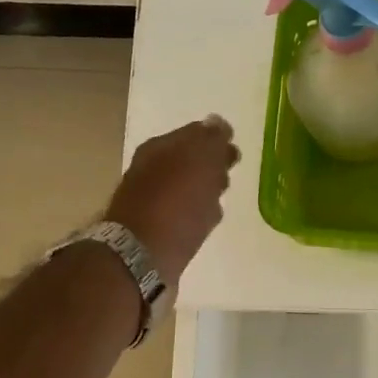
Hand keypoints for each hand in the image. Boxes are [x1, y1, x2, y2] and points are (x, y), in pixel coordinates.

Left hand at [106, 116, 239, 286]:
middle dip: (211, 163)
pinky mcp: (158, 228)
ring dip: (205, 188)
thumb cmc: (176, 203)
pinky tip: (208, 219)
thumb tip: (217, 123)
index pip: (194, 133)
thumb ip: (211, 140)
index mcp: (160, 147)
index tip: (234, 148)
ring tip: (221, 195)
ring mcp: (153, 199)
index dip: (216, 139)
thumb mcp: (199, 160)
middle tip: (230, 171)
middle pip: (189, 160)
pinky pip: (184, 212)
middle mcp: (152, 169)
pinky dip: (198, 211)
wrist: (142, 254)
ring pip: (188, 187)